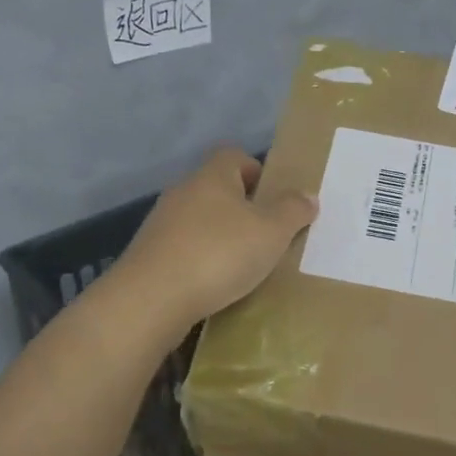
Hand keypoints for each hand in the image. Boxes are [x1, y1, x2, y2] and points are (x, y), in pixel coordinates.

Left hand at [115, 148, 317, 331]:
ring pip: (198, 221)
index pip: (233, 156)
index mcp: (212, 177)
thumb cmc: (219, 254)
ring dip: (219, 237)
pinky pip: (182, 249)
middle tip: (266, 235)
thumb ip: (292, 211)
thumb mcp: (271, 232)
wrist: (152, 299)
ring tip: (243, 265)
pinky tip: (213, 285)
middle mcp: (182, 192)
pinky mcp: (148, 255)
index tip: (273, 198)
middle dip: (240, 208)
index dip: (256, 170)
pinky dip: (200, 261)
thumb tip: (308, 195)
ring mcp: (160, 224)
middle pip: (215, 189)